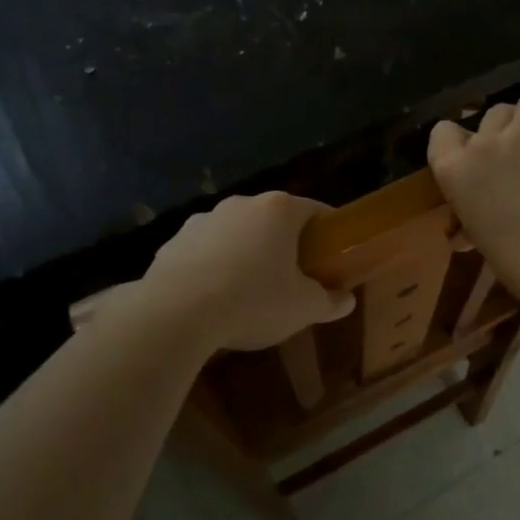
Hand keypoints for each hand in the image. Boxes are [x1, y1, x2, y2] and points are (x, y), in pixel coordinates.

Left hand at [140, 192, 353, 351]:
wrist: (175, 315)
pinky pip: (205, 251)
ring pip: (237, 233)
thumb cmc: (253, 301)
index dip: (329, 232)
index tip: (332, 256)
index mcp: (279, 210)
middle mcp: (241, 204)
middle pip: (274, 220)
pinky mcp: (173, 242)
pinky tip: (213, 298)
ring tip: (249, 290)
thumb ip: (329, 301)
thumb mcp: (303, 308)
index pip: (315, 210)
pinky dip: (214, 267)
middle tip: (294, 277)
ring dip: (247, 253)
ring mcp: (203, 220)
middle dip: (286, 244)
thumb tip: (346, 300)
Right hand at [427, 85, 519, 307]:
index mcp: (456, 170)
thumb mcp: (481, 237)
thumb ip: (472, 221)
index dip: (453, 136)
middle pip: (492, 115)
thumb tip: (463, 236)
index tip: (464, 141)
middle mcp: (487, 143)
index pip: (442, 135)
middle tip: (515, 129)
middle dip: (503, 122)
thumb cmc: (515, 259)